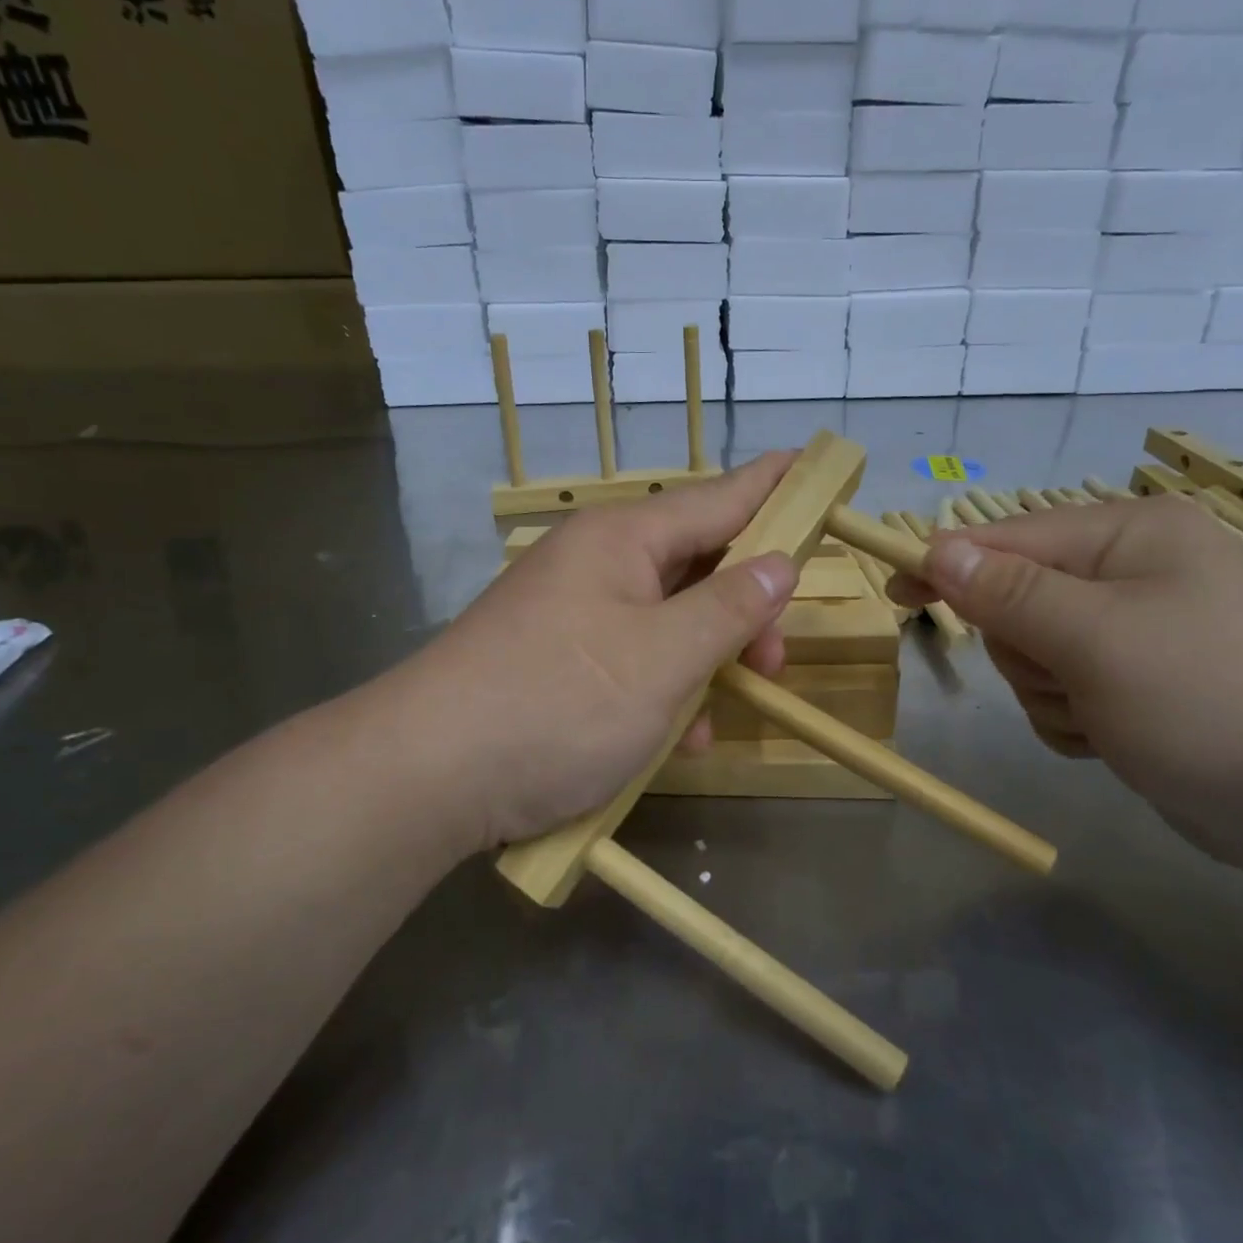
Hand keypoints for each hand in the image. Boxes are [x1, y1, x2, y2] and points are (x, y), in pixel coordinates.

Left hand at [400, 453, 800, 851]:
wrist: (428, 776)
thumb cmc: (558, 702)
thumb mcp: (663, 658)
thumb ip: (730, 608)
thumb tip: (780, 563)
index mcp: (621, 539)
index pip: (717, 498)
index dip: (771, 486)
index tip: (814, 466)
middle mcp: (596, 565)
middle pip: (695, 565)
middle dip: (745, 609)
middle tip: (776, 658)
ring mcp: (573, 616)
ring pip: (667, 621)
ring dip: (706, 662)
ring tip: (724, 712)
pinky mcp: (558, 664)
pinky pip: (632, 661)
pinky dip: (663, 692)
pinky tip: (678, 739)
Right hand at [892, 494, 1242, 878]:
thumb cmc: (1211, 703)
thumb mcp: (1096, 640)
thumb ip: (1009, 593)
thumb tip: (938, 547)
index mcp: (1130, 535)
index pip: (1008, 538)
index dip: (948, 565)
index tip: (896, 593)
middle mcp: (1134, 572)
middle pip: (1017, 600)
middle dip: (1026, 649)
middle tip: (1070, 677)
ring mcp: (1138, 631)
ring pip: (1034, 654)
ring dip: (1050, 692)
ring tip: (1105, 716)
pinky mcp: (1140, 685)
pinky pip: (1063, 691)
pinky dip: (1073, 718)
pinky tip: (1114, 737)